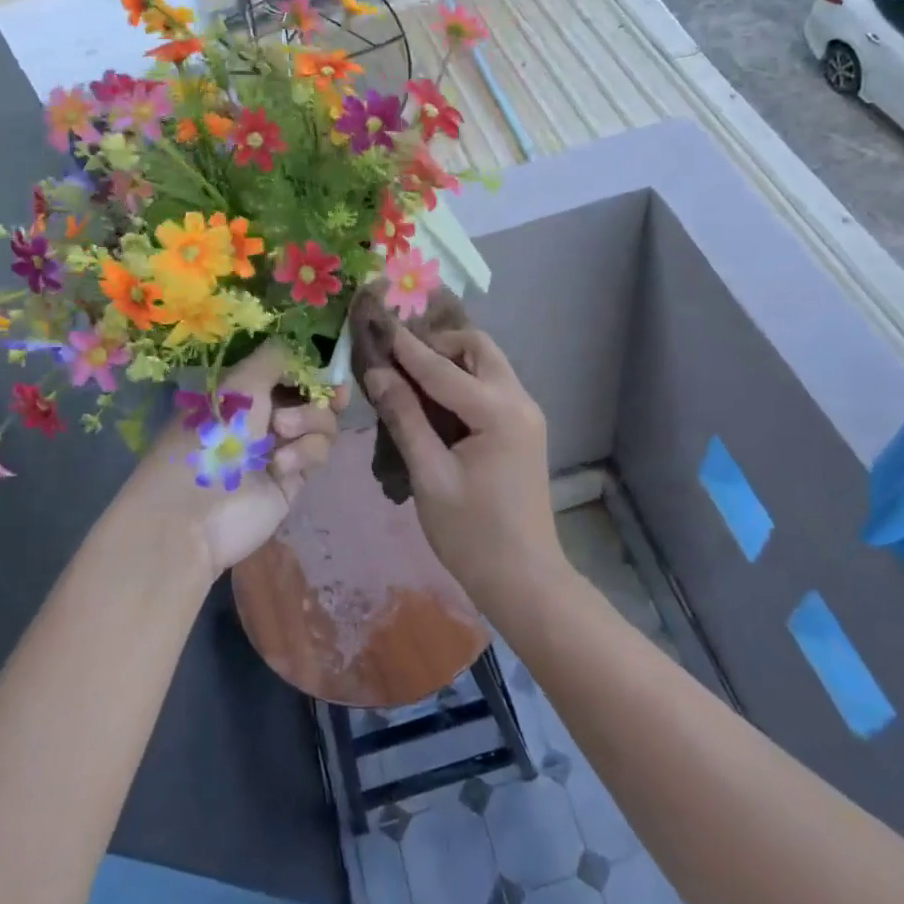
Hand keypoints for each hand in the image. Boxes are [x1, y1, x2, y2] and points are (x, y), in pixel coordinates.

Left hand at [122, 341, 348, 579]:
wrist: (195, 512)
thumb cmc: (209, 436)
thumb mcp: (239, 384)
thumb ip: (277, 358)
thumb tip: (303, 347)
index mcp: (243, 390)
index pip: (287, 369)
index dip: (310, 366)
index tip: (328, 364)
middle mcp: (262, 415)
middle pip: (312, 394)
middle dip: (322, 392)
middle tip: (334, 394)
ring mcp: (279, 447)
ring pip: (321, 422)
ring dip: (310, 420)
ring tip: (282, 431)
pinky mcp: (293, 478)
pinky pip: (318, 452)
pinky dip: (305, 452)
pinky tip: (281, 465)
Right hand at [363, 327, 564, 611]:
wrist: (524, 579)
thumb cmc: (471, 534)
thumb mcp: (429, 475)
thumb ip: (404, 418)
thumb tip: (377, 373)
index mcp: (499, 413)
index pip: (443, 368)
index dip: (406, 348)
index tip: (378, 324)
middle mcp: (520, 401)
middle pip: (478, 348)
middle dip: (438, 344)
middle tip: (399, 358)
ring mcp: (526, 414)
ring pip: (487, 363)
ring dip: (452, 359)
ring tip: (411, 374)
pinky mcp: (523, 427)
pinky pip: (491, 385)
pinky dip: (463, 379)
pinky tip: (435, 398)